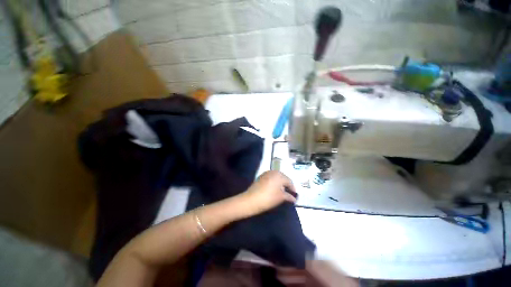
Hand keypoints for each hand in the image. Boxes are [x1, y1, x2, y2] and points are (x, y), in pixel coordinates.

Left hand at [239, 171, 296, 217]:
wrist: (251, 200)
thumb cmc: (268, 198)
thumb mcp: (281, 198)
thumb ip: (289, 196)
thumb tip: (294, 198)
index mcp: (280, 175)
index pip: (289, 181)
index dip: (293, 189)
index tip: (294, 195)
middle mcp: (273, 171)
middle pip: (283, 178)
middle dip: (286, 185)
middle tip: (288, 194)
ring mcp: (266, 173)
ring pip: (276, 177)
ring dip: (280, 184)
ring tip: (281, 192)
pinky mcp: (261, 176)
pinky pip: (270, 178)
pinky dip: (273, 183)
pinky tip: (273, 189)